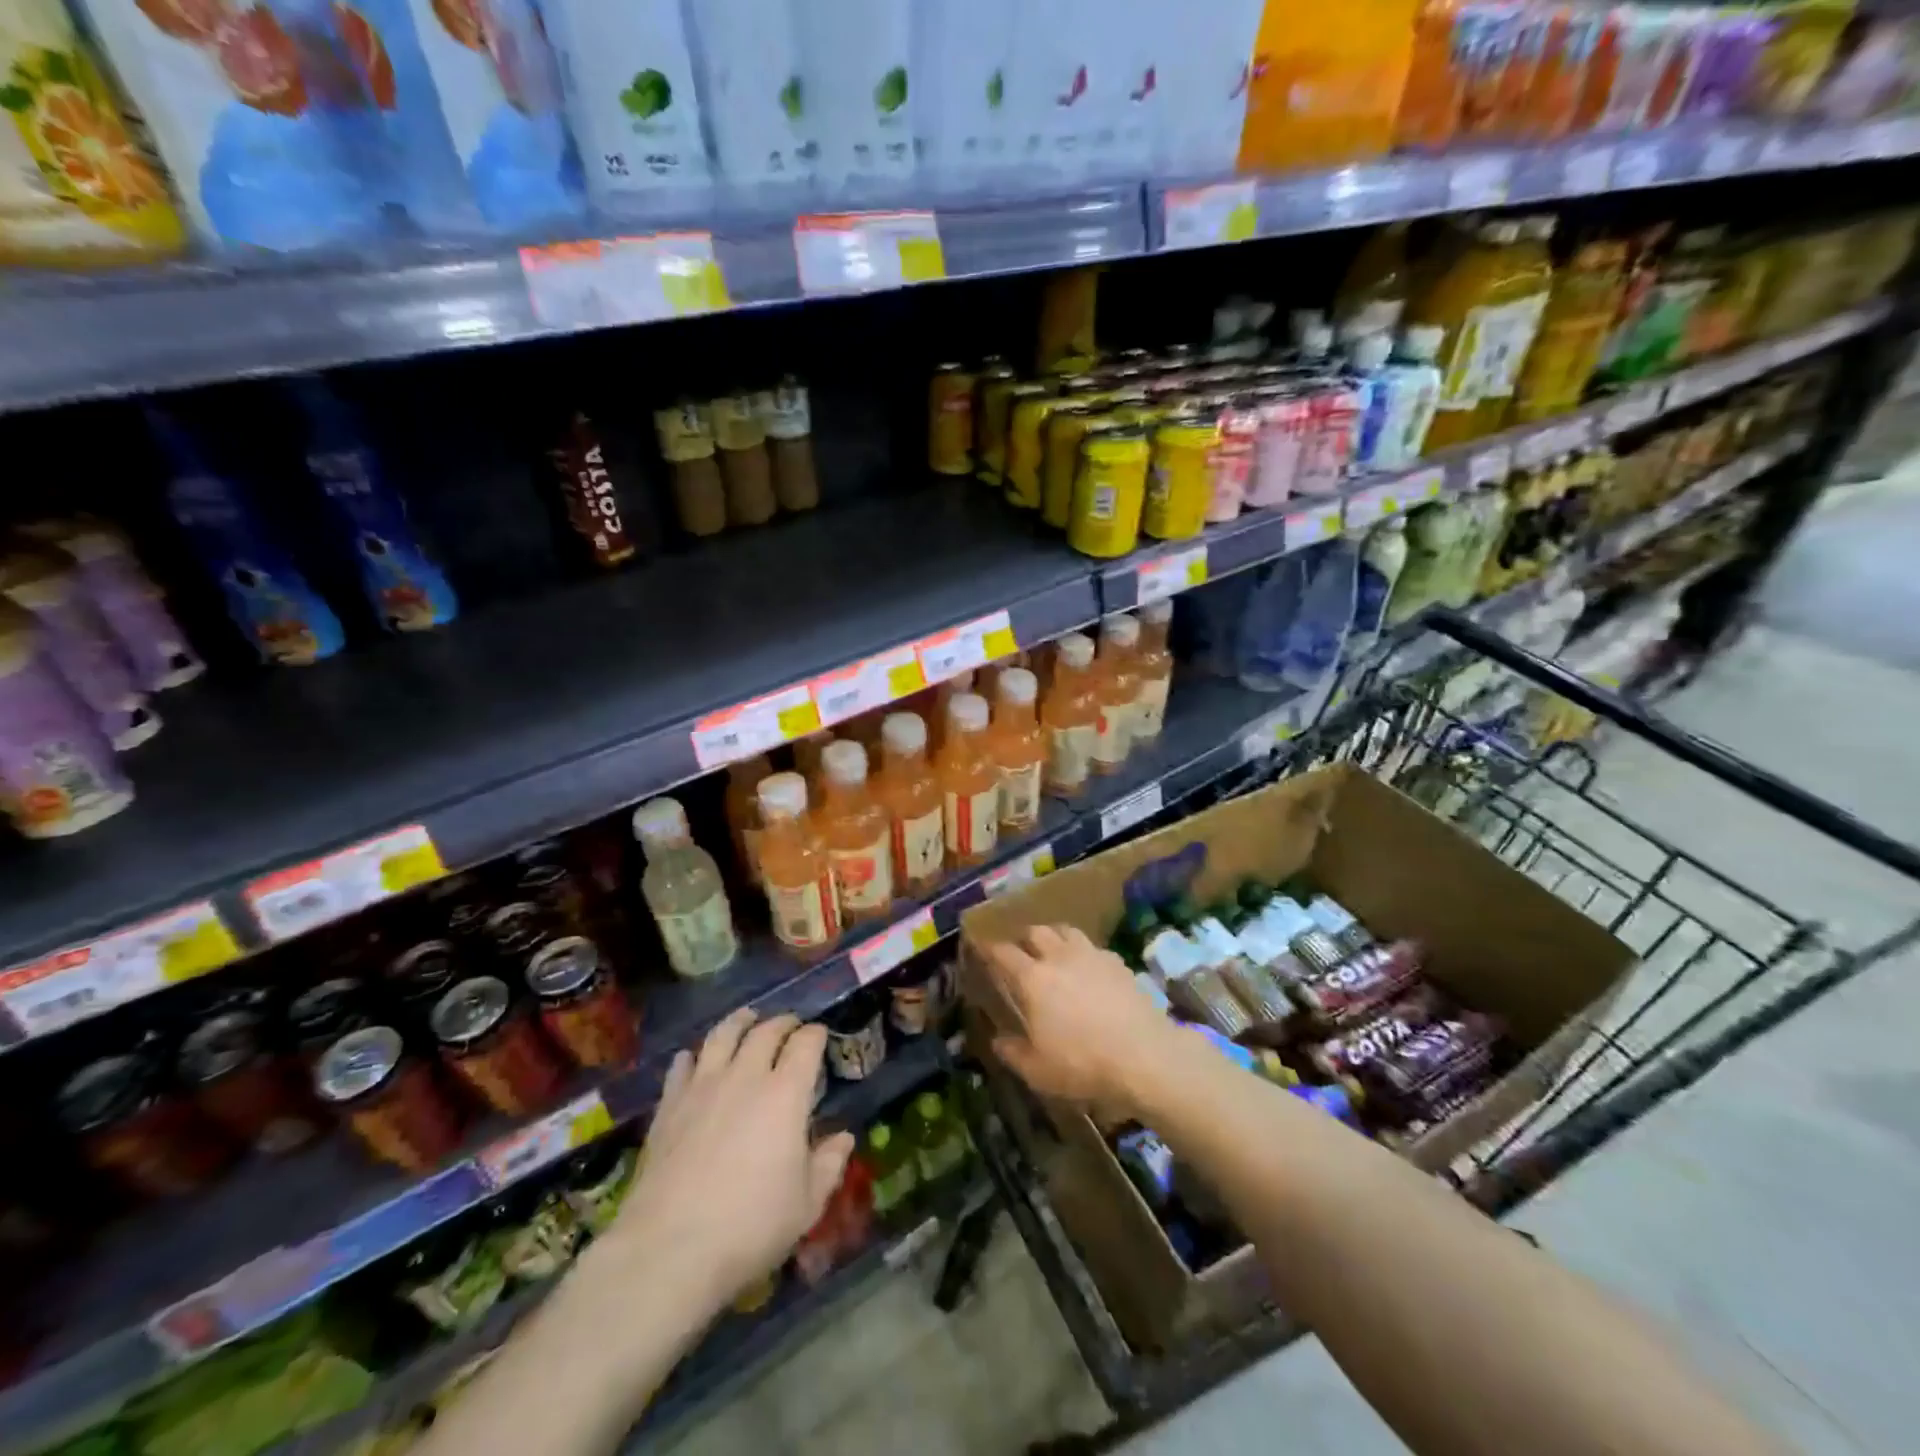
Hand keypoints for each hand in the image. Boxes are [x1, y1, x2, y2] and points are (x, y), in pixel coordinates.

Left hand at [603, 1009, 853, 1315]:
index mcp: (786, 1093)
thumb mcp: (806, 1204)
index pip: (806, 1043)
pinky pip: (683, 1064)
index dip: (816, 1034)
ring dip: (740, 1022)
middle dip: (783, 1023)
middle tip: (790, 1027)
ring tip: (747, 1019)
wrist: (668, 1250)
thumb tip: (843, 1138)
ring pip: (722, 1035)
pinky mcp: (669, 1105)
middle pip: (766, 1030)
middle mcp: (745, 1076)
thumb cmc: (749, 1226)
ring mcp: (703, 1086)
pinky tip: (695, 1059)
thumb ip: (828, 1165)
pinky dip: (695, 1055)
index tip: (820, 1037)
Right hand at [983, 924, 1180, 1119]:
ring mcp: (1091, 955)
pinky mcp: (1117, 963)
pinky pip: (1093, 947)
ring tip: (1053, 950)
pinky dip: (1083, 952)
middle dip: (1024, 938)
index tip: (983, 947)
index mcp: (1033, 979)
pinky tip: (1088, 968)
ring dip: (1054, 936)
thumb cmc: (1082, 1063)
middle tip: (1021, 950)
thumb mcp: (1038, 1070)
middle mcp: (1059, 957)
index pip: (1004, 953)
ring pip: (1066, 931)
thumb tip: (998, 1040)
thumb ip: (1013, 1052)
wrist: (1143, 1055)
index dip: (990, 948)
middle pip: (1036, 932)